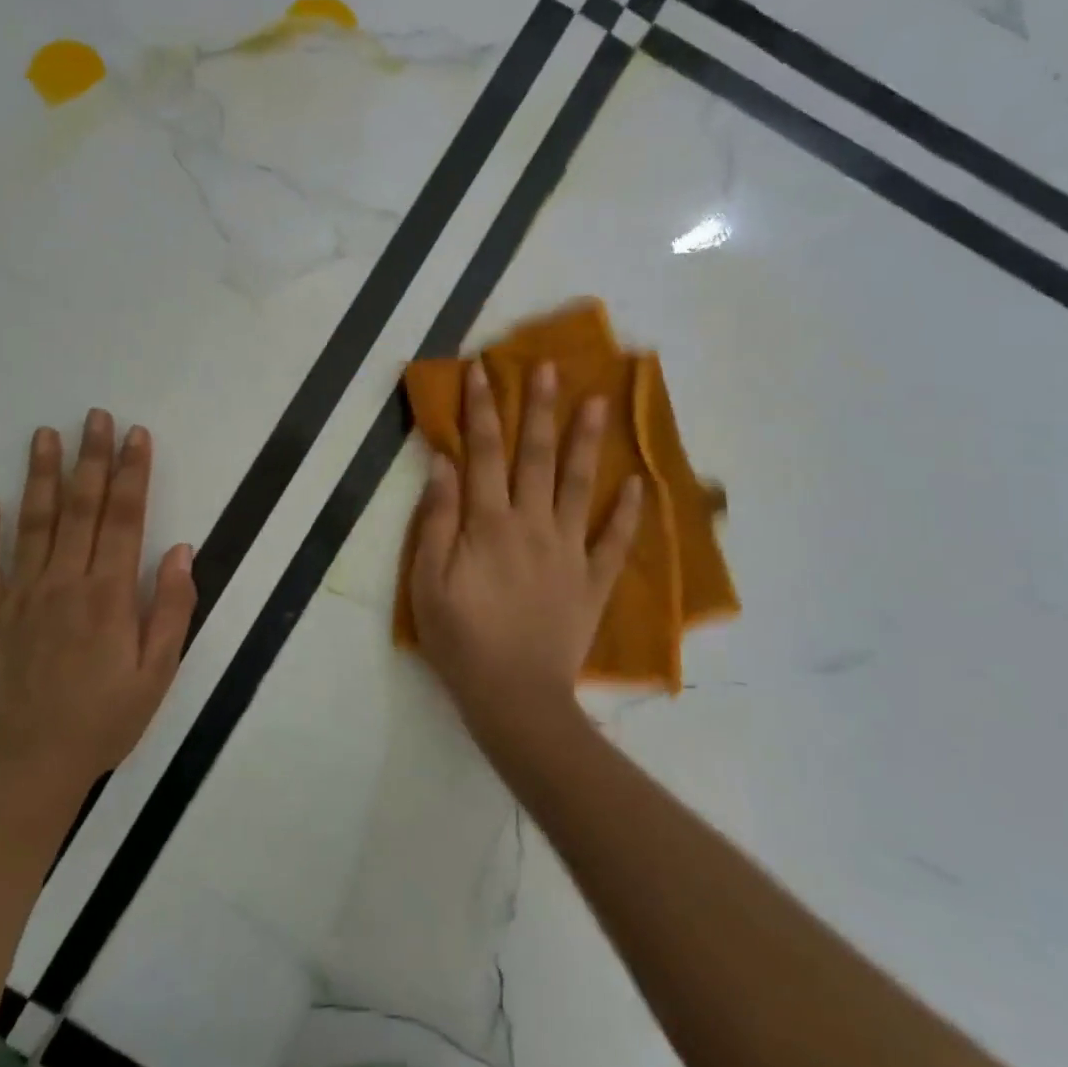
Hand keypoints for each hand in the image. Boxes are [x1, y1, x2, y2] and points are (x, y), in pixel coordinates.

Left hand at [0, 410, 196, 798]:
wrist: (30, 766)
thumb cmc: (105, 719)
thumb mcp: (159, 672)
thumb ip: (171, 608)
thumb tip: (181, 550)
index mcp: (110, 594)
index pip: (126, 518)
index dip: (133, 473)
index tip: (136, 435)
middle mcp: (65, 582)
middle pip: (81, 508)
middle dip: (91, 458)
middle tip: (95, 416)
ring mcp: (21, 596)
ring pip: (32, 523)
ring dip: (40, 476)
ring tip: (44, 435)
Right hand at [410, 361, 640, 751]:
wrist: (514, 699)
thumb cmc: (460, 640)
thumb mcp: (427, 582)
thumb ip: (435, 520)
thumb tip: (444, 464)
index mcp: (488, 523)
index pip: (483, 452)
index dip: (482, 409)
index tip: (482, 370)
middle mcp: (532, 524)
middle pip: (536, 456)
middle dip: (539, 408)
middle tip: (549, 367)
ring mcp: (569, 551)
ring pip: (580, 485)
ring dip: (588, 441)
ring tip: (599, 402)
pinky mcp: (593, 580)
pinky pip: (615, 541)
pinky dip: (628, 512)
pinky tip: (640, 484)